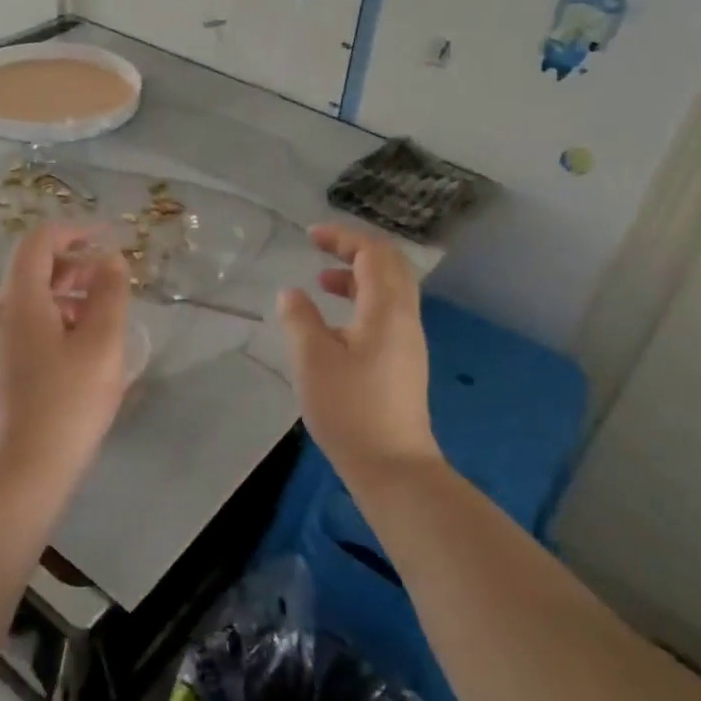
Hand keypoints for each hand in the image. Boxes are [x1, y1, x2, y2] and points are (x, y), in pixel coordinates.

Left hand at [0, 225, 130, 474]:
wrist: (26, 467)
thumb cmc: (69, 400)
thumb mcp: (102, 342)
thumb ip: (109, 293)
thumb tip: (110, 260)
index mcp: (21, 300)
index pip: (38, 242)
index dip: (73, 231)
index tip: (106, 239)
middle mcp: (0, 315)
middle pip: (33, 269)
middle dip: (74, 264)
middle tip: (110, 280)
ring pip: (32, 300)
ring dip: (68, 294)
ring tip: (104, 315)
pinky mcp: (1, 369)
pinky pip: (28, 326)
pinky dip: (57, 319)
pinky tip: (84, 348)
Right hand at [278, 225, 442, 475]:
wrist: (392, 466)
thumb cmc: (350, 408)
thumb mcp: (312, 359)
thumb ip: (299, 318)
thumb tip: (291, 293)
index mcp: (387, 309)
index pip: (373, 253)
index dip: (343, 237)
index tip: (310, 235)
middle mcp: (406, 317)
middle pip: (390, 265)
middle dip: (354, 249)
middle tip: (320, 248)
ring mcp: (408, 340)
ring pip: (390, 289)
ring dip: (358, 275)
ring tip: (322, 281)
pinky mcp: (404, 360)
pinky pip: (387, 311)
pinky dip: (362, 300)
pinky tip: (336, 322)